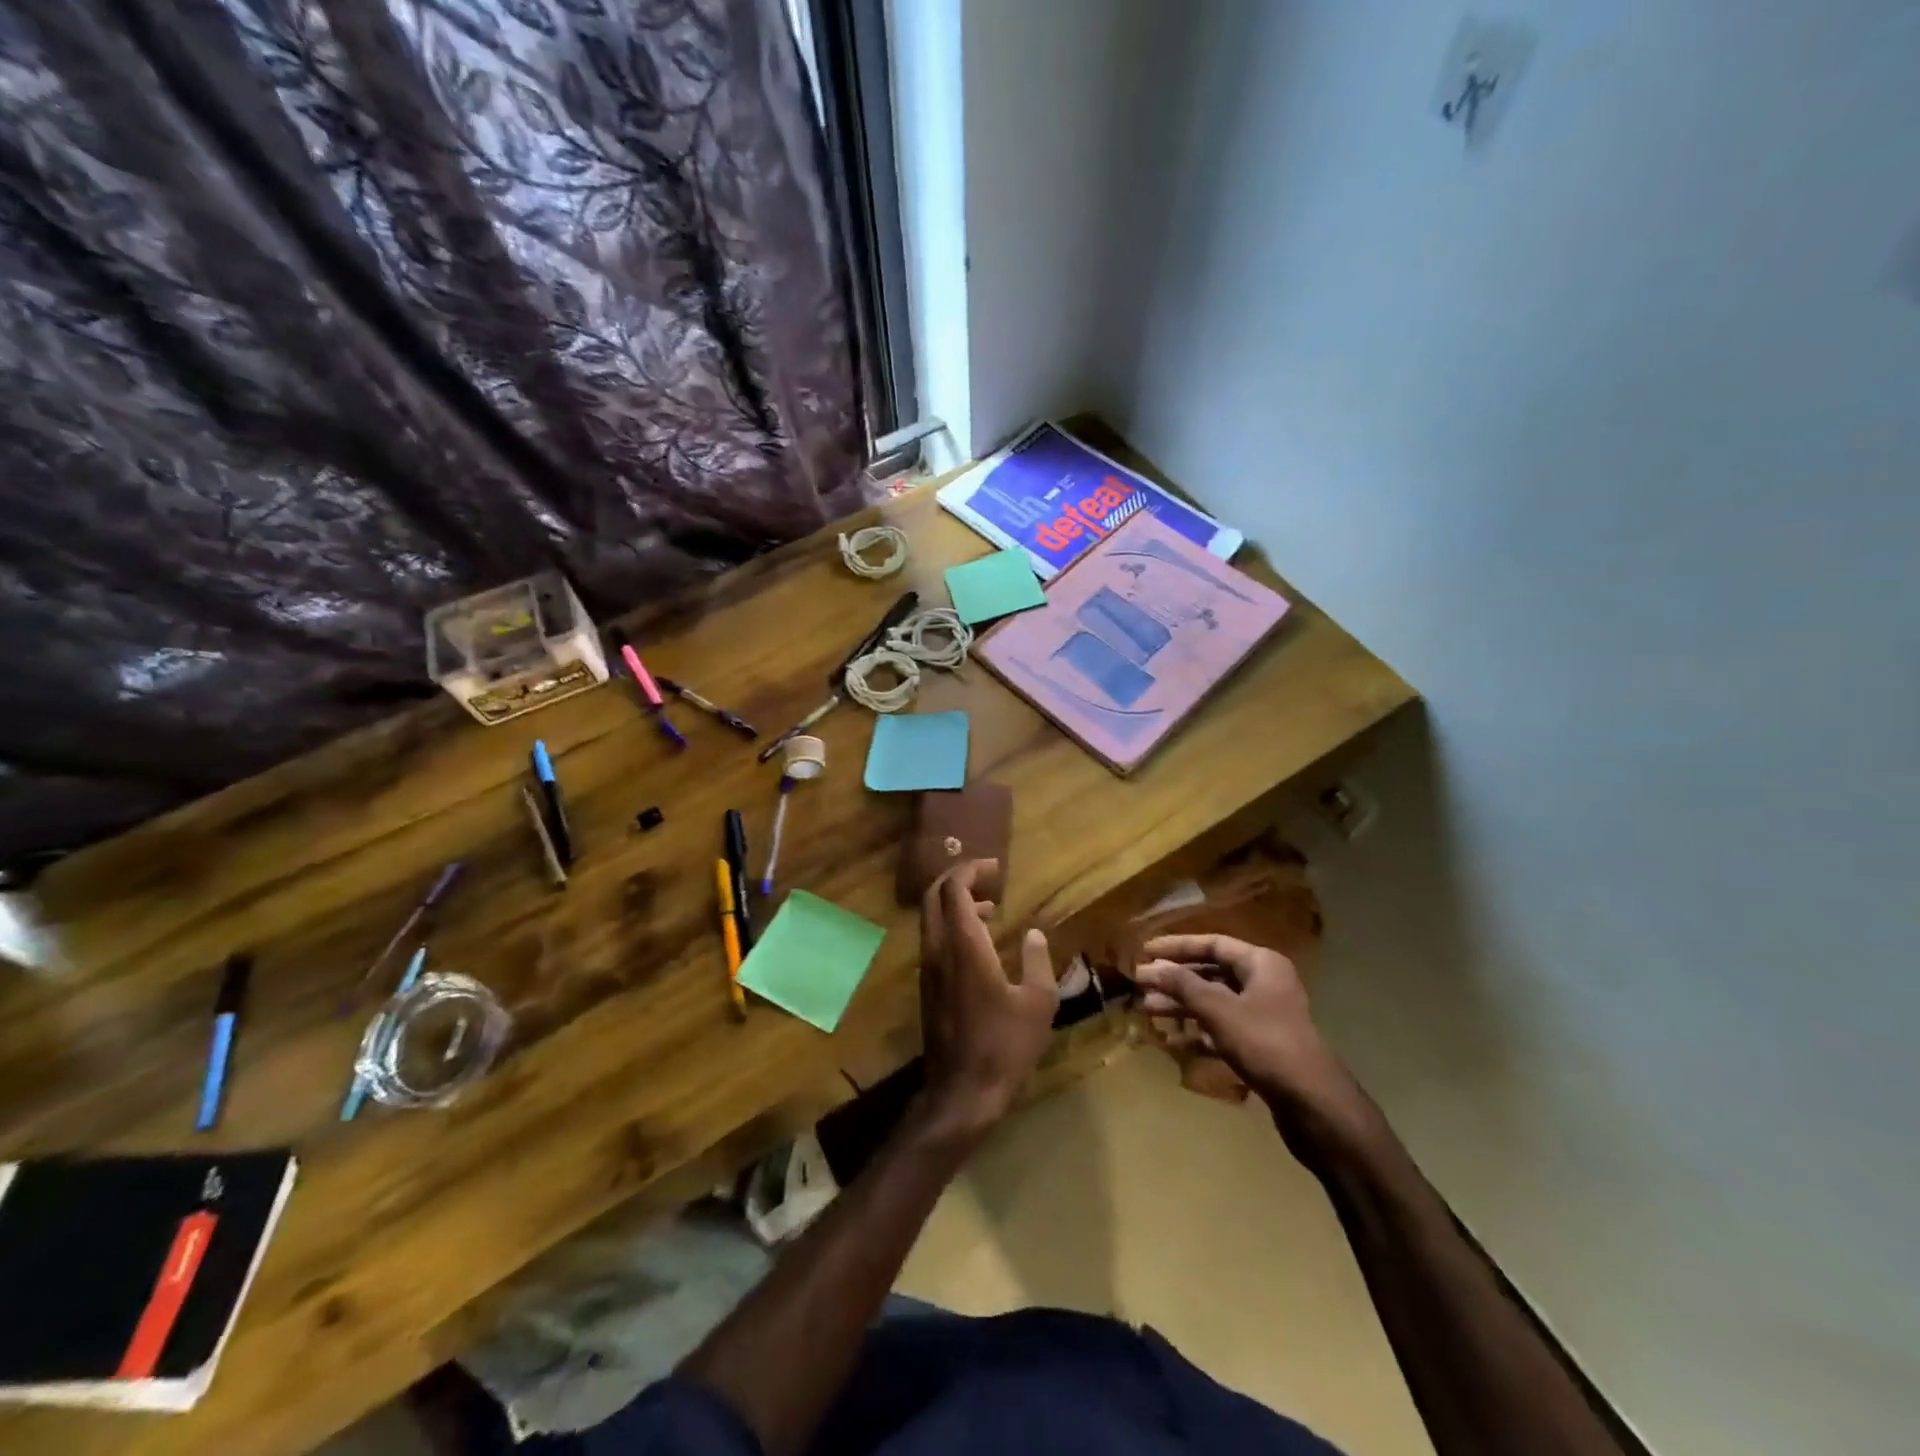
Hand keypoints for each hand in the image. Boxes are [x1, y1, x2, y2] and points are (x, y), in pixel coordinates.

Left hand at [917, 860, 1058, 1141]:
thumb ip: (1038, 961)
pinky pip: (934, 940)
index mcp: (964, 946)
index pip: (954, 889)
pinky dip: (952, 926)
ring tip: (990, 907)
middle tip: (987, 877)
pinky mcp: (927, 987)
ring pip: (931, 918)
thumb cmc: (1005, 1045)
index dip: (971, 869)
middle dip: (957, 879)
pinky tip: (979, 943)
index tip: (995, 867)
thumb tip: (1034, 934)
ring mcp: (928, 969)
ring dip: (955, 903)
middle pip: (934, 896)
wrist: (962, 1092)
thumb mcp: (1038, 1003)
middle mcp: (938, 950)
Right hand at [1135, 934, 1373, 1149]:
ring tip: (1148, 1011)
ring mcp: (1265, 1015)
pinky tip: (1174, 1040)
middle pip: (1211, 972)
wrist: (1313, 1104)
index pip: (1212, 943)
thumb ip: (1183, 985)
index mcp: (1261, 964)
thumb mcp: (1219, 1009)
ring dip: (1182, 1005)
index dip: (1176, 947)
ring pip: (1215, 1002)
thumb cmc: (1265, 1043)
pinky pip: (1223, 1028)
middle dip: (1175, 979)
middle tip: (1140, 985)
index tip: (1144, 951)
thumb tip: (1151, 967)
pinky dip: (1199, 1031)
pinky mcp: (1263, 1045)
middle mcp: (1265, 983)